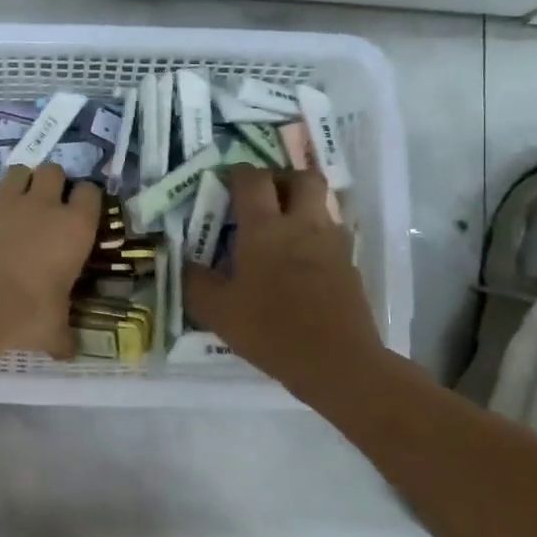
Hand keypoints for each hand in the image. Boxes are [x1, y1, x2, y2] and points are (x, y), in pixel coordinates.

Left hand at [0, 164, 100, 358]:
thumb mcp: (53, 330)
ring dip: (18, 184)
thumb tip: (70, 353)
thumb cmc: (25, 314)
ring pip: (17, 171)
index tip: (81, 213)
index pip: (90, 193)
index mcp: (73, 227)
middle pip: (53, 170)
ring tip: (14, 205)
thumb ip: (63, 336)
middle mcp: (41, 204)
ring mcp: (2, 201)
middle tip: (47, 206)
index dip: (85, 200)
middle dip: (51, 183)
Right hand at [185, 166, 384, 393]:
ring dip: (302, 205)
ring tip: (282, 229)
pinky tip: (301, 262)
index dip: (237, 173)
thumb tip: (187, 263)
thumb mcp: (217, 312)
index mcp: (265, 228)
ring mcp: (332, 243)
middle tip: (262, 197)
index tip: (224, 182)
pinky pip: (332, 234)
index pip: (252, 179)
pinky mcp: (350, 265)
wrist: (338, 362)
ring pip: (322, 203)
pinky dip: (316, 235)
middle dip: (281, 178)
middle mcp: (302, 224)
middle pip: (301, 177)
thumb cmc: (271, 331)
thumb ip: (196, 282)